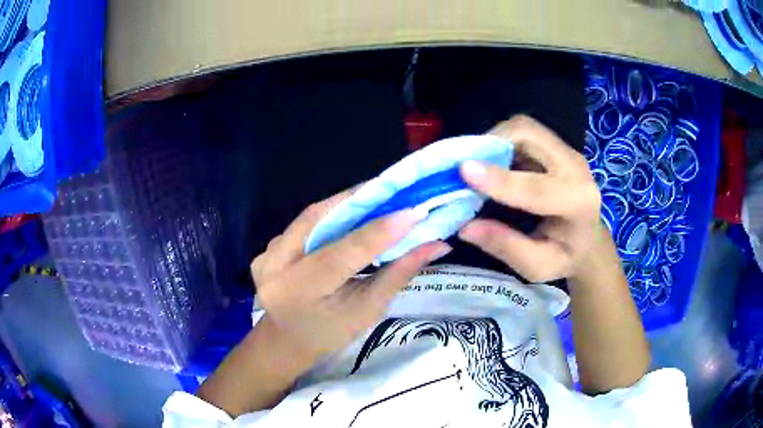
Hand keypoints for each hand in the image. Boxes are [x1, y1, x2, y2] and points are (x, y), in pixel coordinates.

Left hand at [251, 189, 451, 363]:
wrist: (285, 341)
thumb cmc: (330, 335)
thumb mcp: (366, 311)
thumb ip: (398, 274)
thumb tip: (437, 245)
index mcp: (300, 293)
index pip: (343, 254)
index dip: (380, 230)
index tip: (415, 211)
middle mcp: (276, 267)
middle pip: (319, 219)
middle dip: (360, 200)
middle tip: (396, 190)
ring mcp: (266, 254)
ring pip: (310, 215)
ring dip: (345, 203)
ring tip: (378, 196)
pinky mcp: (266, 248)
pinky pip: (302, 223)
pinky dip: (329, 214)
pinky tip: (350, 212)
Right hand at [458, 115, 602, 282]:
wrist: (590, 241)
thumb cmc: (567, 258)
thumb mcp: (538, 266)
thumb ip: (506, 246)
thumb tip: (465, 227)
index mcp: (579, 203)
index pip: (537, 187)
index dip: (500, 179)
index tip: (464, 171)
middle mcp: (576, 168)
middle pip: (529, 135)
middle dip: (491, 143)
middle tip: (464, 166)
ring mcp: (566, 152)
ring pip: (524, 128)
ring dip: (494, 140)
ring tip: (476, 165)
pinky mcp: (555, 147)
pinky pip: (523, 134)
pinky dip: (500, 142)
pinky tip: (491, 163)